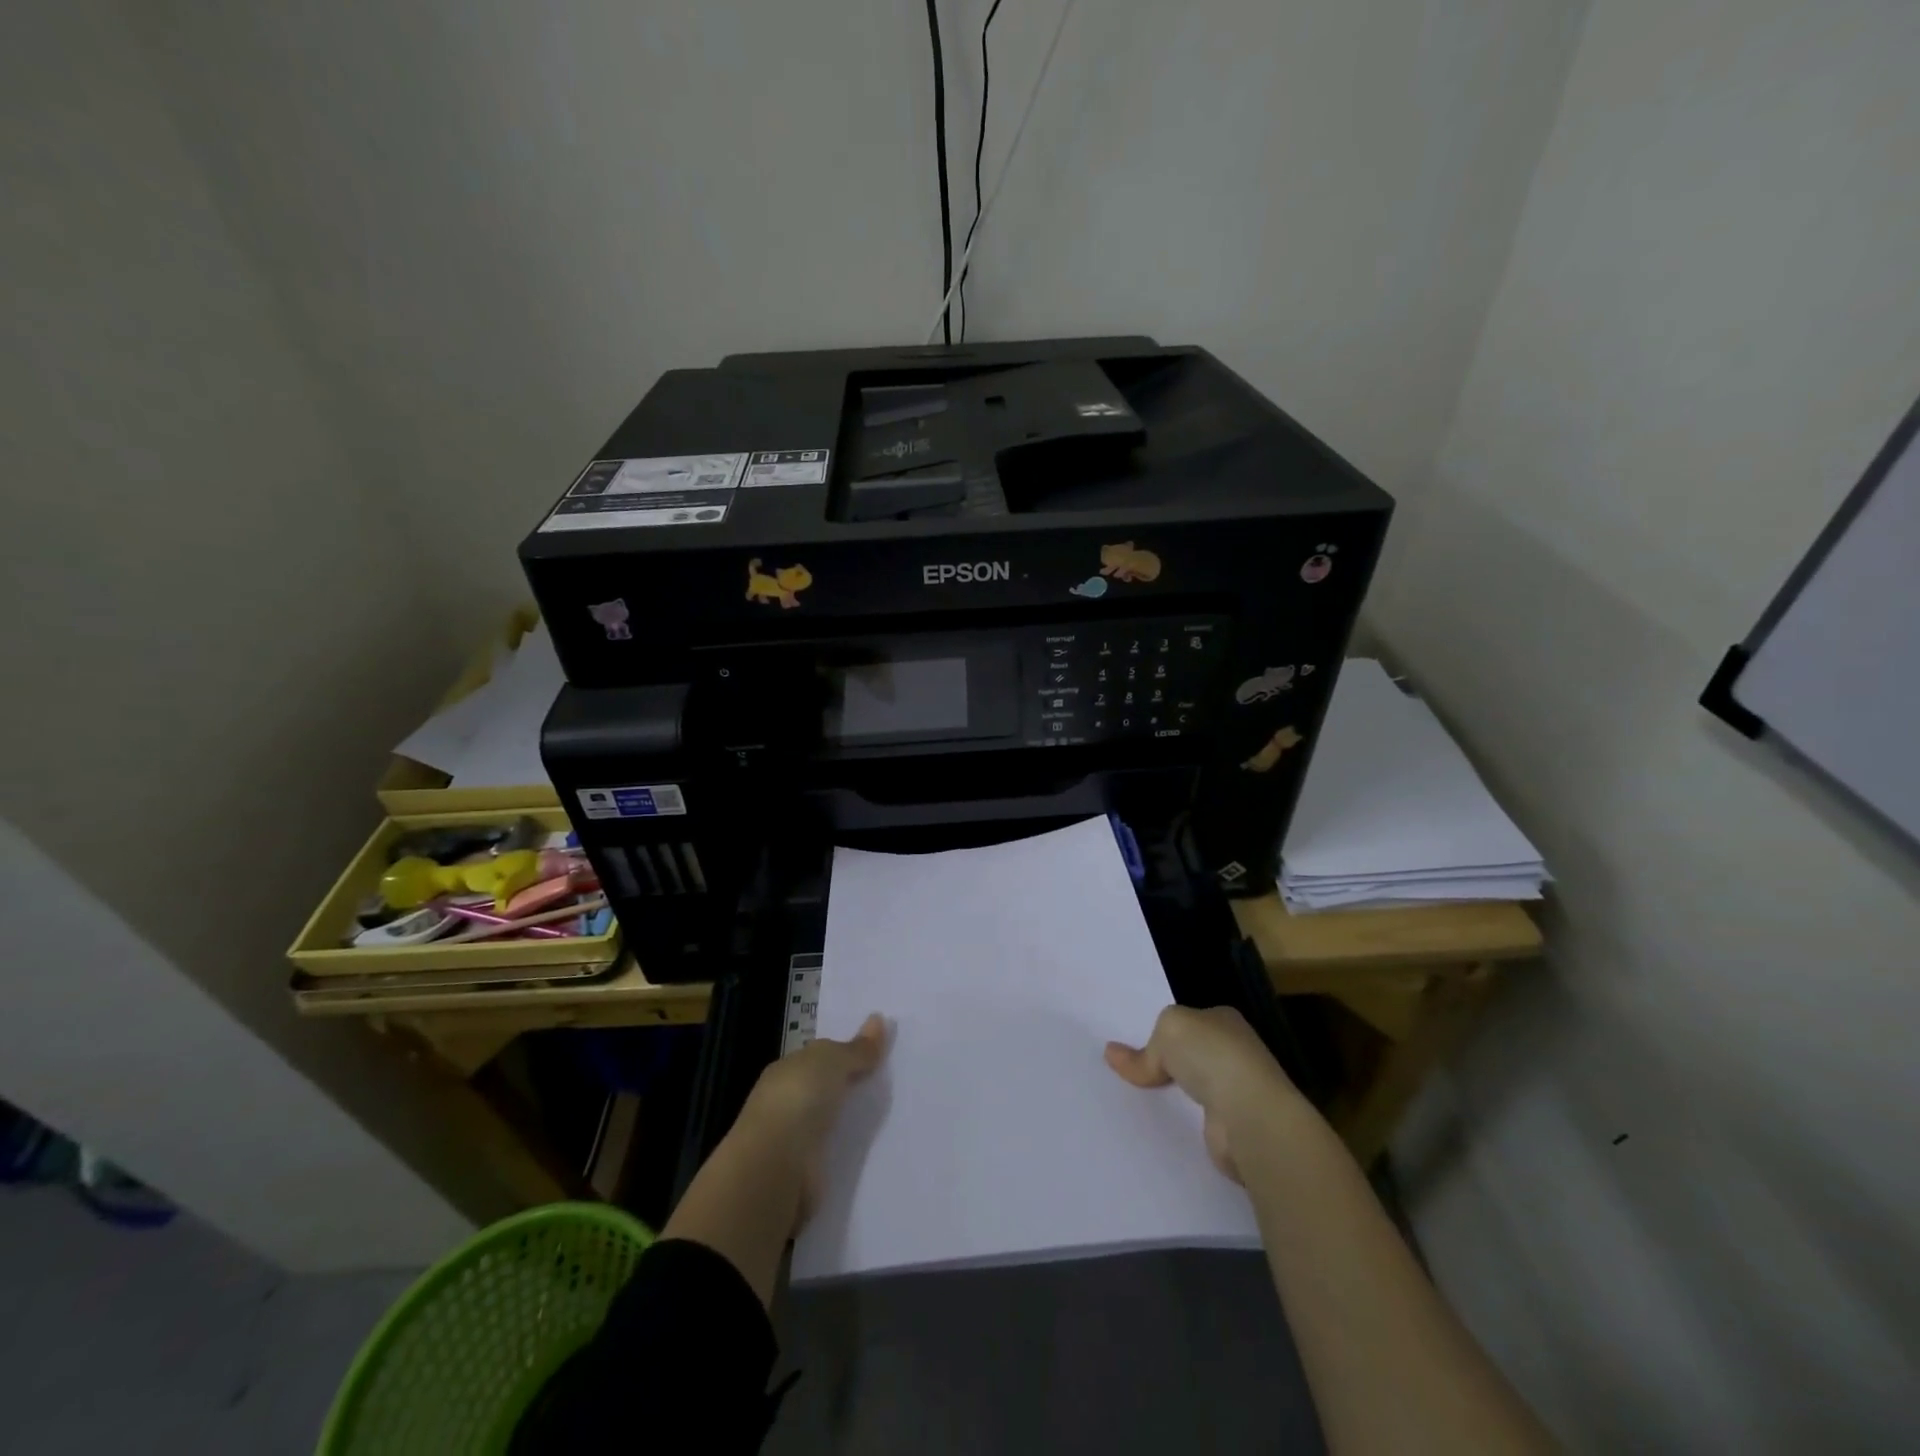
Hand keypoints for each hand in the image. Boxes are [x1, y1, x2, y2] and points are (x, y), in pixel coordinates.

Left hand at [730, 1013, 888, 1231]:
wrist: (776, 1167)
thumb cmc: (799, 1099)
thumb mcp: (832, 1062)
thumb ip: (857, 1048)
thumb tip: (879, 1018)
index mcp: (786, 1070)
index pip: (818, 1057)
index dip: (845, 1054)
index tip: (876, 1055)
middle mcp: (786, 1101)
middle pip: (824, 1089)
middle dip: (849, 1087)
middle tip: (889, 1083)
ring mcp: (793, 1139)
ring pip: (829, 1122)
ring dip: (849, 1121)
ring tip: (889, 1117)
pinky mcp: (805, 1173)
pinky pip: (833, 1153)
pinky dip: (847, 1150)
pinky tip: (871, 1150)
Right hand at [1105, 1005, 1300, 1182]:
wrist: (1248, 1116)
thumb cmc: (1212, 1056)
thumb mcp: (1169, 1029)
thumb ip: (1145, 1047)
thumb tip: (1112, 1055)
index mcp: (1224, 1020)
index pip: (1190, 1022)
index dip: (1164, 1032)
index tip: (1135, 1044)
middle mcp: (1235, 1052)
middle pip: (1190, 1055)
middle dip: (1166, 1063)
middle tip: (1127, 1072)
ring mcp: (1237, 1091)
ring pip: (1193, 1088)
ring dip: (1171, 1094)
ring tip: (1133, 1099)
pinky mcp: (1231, 1126)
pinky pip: (1195, 1118)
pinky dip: (1180, 1120)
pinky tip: (1157, 1123)